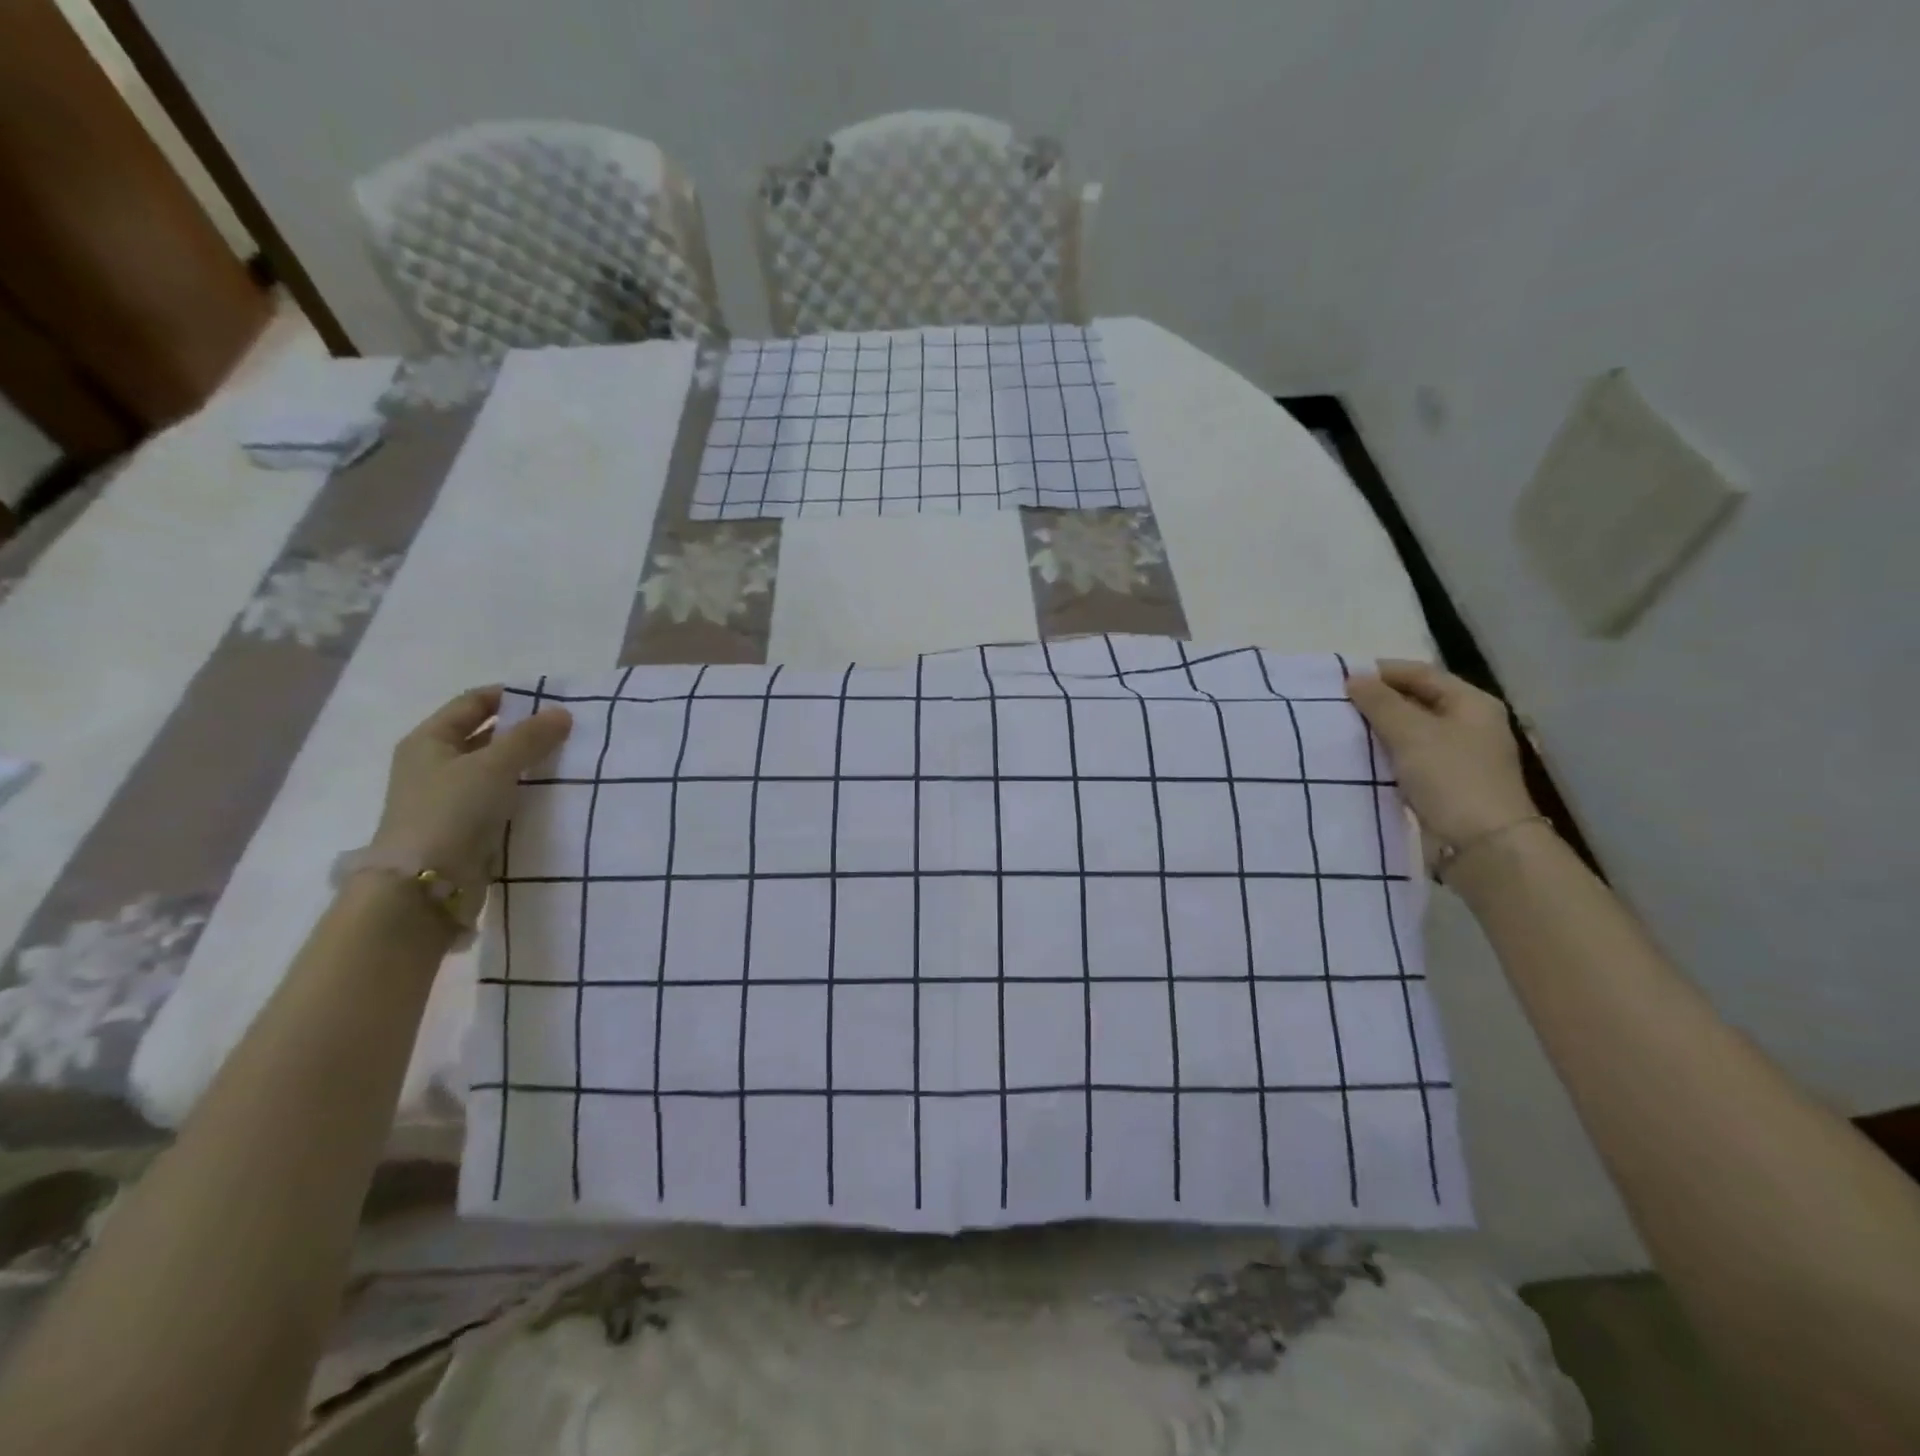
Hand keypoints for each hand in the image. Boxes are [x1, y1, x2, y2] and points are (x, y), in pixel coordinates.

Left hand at [369, 688, 572, 885]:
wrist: (427, 884)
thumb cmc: (452, 811)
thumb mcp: (494, 765)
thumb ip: (530, 737)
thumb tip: (562, 713)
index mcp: (428, 741)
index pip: (472, 703)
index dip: (509, 696)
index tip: (550, 700)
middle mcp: (434, 765)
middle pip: (484, 736)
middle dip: (523, 731)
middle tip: (566, 731)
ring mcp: (448, 798)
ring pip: (494, 769)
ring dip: (525, 763)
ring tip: (566, 760)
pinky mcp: (465, 827)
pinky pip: (499, 798)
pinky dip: (522, 792)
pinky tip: (551, 793)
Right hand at [1345, 661, 1536, 847]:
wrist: (1483, 845)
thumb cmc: (1451, 778)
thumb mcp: (1411, 733)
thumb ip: (1380, 703)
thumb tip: (1354, 678)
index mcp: (1471, 703)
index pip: (1420, 673)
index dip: (1381, 672)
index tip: (1340, 679)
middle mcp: (1469, 724)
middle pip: (1416, 700)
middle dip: (1378, 701)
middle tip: (1337, 705)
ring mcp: (1459, 755)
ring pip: (1411, 731)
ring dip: (1379, 729)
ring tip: (1343, 730)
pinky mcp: (1446, 782)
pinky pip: (1409, 757)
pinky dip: (1386, 754)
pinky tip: (1361, 759)